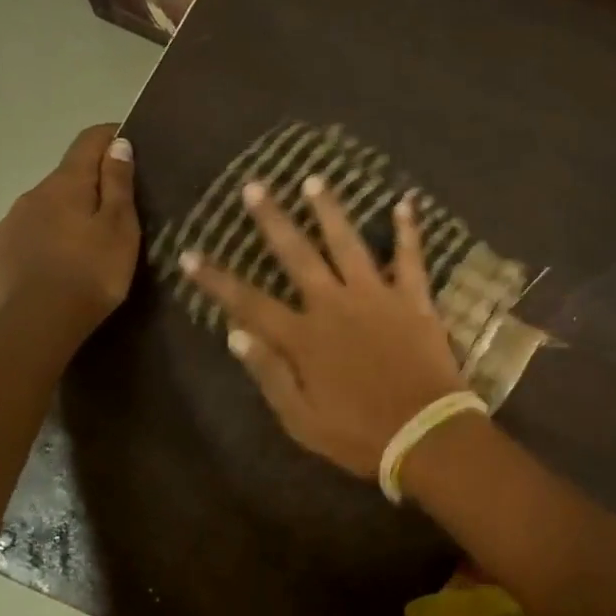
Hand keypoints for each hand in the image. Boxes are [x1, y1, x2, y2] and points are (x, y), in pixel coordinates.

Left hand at [0, 123, 138, 325]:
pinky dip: (51, 238)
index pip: (88, 142)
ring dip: (69, 213)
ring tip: (91, 240)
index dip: (110, 136)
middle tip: (119, 207)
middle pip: (67, 177)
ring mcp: (12, 223)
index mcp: (65, 183)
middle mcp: (33, 194)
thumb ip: (118, 184)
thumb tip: (117, 143)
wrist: (38, 323)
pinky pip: (32, 233)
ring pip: (48, 206)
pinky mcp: (1, 253)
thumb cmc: (92, 272)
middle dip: (92, 183)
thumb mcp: (119, 227)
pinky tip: (63, 262)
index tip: (130, 140)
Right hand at [181, 175, 468, 479]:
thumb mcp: (301, 420)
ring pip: (348, 243)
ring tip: (315, 180)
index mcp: (304, 337)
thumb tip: (235, 334)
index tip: (190, 254)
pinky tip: (406, 203)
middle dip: (272, 220)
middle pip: (297, 254)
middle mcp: (335, 305)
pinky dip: (409, 231)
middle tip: (255, 186)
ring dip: (330, 210)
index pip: (248, 302)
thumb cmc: (360, 435)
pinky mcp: (414, 300)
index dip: (216, 280)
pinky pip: (411, 258)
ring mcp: (377, 297)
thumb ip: (269, 374)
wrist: (425, 435)